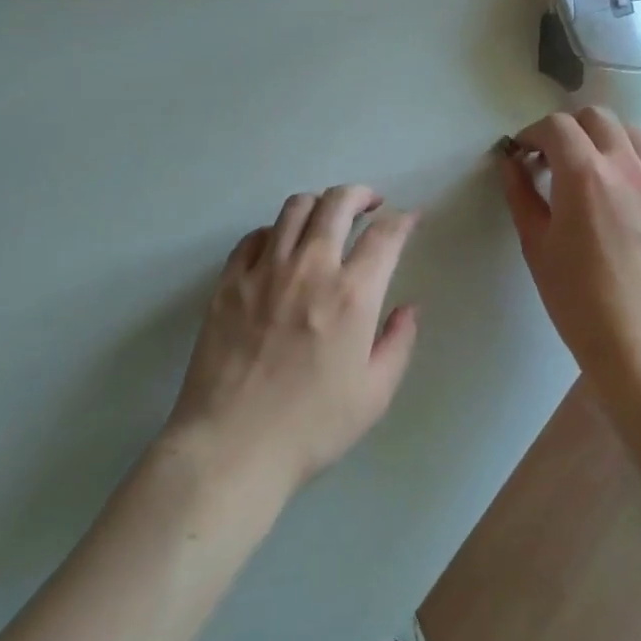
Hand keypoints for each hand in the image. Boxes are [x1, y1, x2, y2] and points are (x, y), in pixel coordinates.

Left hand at [165, 186, 420, 496]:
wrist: (232, 447)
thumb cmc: (311, 427)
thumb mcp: (374, 394)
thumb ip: (398, 343)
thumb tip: (408, 308)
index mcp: (352, 294)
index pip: (385, 235)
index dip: (403, 220)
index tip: (410, 217)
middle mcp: (310, 268)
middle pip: (337, 203)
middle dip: (360, 194)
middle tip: (370, 203)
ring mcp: (265, 270)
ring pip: (294, 208)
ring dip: (318, 204)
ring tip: (326, 218)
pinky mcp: (229, 282)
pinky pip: (255, 237)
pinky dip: (276, 231)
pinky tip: (281, 247)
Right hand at [499, 108, 640, 387]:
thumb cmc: (577, 298)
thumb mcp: (536, 244)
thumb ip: (521, 194)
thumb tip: (511, 162)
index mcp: (585, 175)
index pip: (557, 126)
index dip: (533, 133)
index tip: (523, 153)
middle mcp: (627, 166)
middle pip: (596, 117)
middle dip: (568, 129)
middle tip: (553, 159)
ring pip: (631, 133)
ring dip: (604, 139)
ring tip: (591, 171)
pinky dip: (633, 161)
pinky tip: (622, 193)